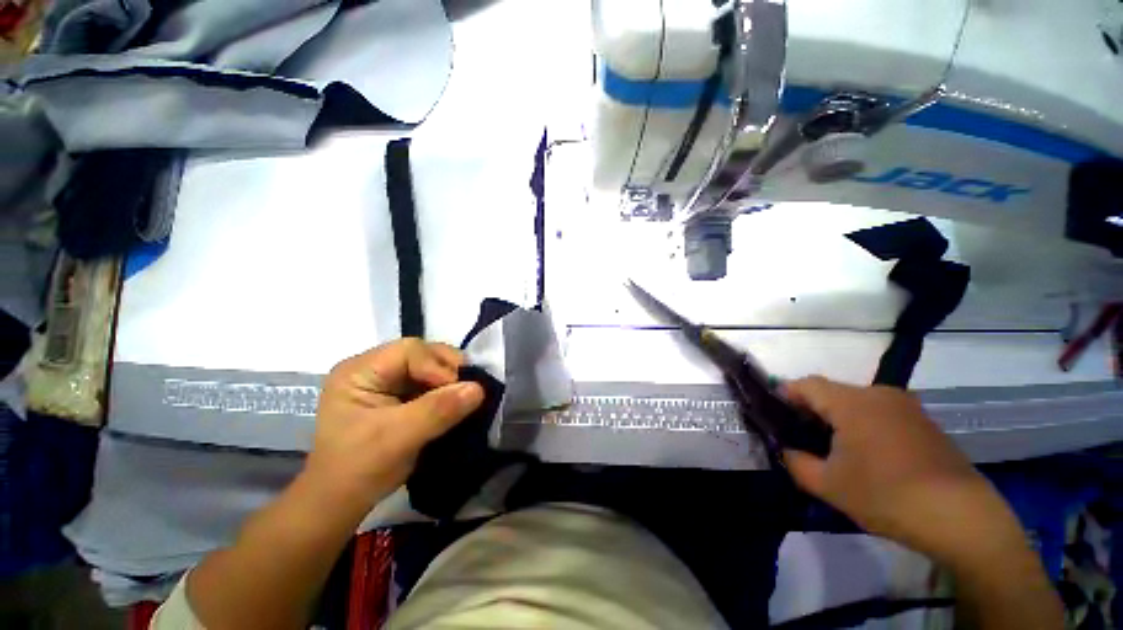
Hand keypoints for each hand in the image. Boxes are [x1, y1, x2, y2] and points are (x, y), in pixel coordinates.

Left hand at [302, 339, 484, 513]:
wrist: (339, 504)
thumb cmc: (358, 469)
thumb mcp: (398, 438)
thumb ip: (439, 410)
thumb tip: (479, 388)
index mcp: (360, 371)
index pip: (410, 351)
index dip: (439, 366)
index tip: (460, 391)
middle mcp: (372, 369)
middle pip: (422, 355)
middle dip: (448, 370)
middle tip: (469, 389)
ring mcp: (385, 383)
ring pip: (429, 368)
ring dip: (450, 382)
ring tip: (466, 398)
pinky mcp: (397, 397)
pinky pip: (429, 385)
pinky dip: (446, 393)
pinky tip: (457, 404)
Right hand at [782, 377, 1007, 562]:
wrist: (962, 517)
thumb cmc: (887, 495)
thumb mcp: (828, 485)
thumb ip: (795, 462)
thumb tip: (786, 450)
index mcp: (852, 402)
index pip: (806, 384)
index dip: (784, 395)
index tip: (775, 415)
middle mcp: (879, 394)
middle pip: (832, 392)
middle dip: (811, 410)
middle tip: (802, 438)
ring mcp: (906, 406)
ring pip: (857, 402)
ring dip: (838, 418)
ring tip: (834, 449)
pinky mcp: (924, 422)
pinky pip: (881, 413)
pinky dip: (864, 425)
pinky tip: (869, 455)